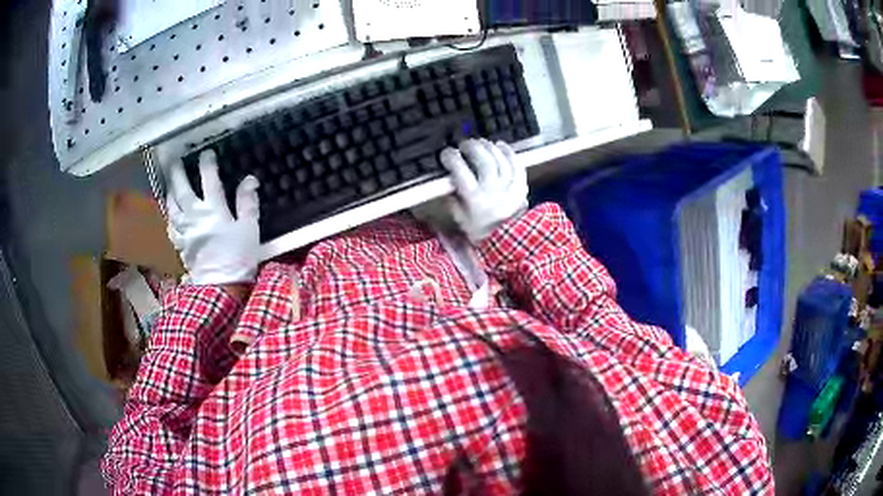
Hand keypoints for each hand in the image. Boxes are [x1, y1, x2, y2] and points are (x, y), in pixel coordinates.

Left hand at [166, 150, 259, 285]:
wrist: (221, 288)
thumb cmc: (238, 257)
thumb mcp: (249, 228)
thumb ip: (248, 202)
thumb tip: (249, 179)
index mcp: (214, 209)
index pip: (209, 179)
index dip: (207, 163)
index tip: (207, 153)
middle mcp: (194, 216)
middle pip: (182, 189)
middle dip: (178, 172)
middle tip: (174, 161)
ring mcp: (184, 230)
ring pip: (172, 206)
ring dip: (170, 192)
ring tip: (169, 183)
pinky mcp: (180, 244)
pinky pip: (171, 226)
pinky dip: (170, 216)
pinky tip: (170, 213)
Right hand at [440, 138, 527, 242]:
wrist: (506, 242)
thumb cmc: (479, 230)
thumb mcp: (459, 217)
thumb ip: (452, 197)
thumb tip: (447, 177)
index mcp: (475, 200)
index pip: (461, 172)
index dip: (452, 158)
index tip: (447, 153)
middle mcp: (493, 192)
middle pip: (484, 161)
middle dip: (472, 148)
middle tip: (465, 145)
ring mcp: (509, 189)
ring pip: (500, 160)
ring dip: (489, 147)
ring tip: (481, 143)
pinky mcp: (521, 188)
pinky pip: (517, 165)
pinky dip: (509, 153)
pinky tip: (501, 145)